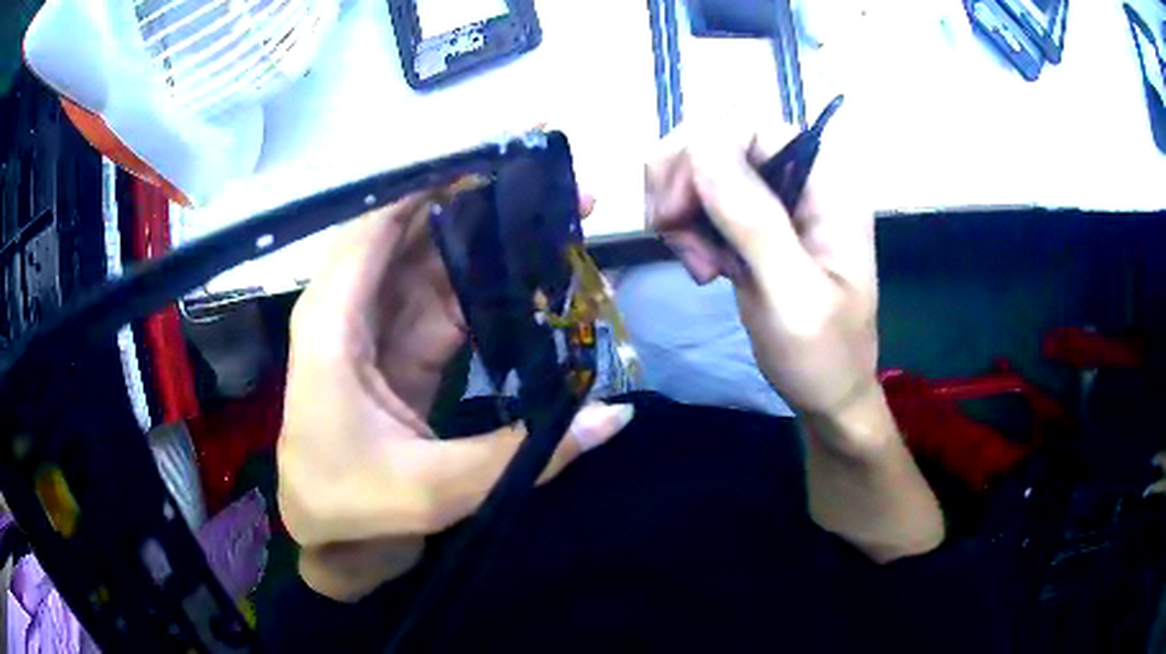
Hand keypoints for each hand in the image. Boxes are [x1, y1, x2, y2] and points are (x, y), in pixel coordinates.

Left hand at [278, 192, 632, 600]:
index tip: (502, 154)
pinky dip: (486, 287)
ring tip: (559, 217)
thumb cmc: (354, 510)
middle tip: (557, 184)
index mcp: (333, 323)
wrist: (334, 544)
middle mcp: (350, 310)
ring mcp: (377, 329)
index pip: (380, 224)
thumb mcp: (436, 488)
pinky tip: (532, 275)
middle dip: (483, 203)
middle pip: (415, 233)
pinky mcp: (401, 351)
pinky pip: (445, 303)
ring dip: (492, 240)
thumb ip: (527, 452)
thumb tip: (618, 416)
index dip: (437, 180)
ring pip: (435, 264)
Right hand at [647, 112, 943, 559]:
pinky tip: (703, 266)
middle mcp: (801, 174)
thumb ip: (755, 222)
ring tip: (699, 265)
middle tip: (677, 238)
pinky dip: (684, 225)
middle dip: (681, 181)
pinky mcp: (753, 218)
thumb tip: (699, 146)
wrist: (827, 393)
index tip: (679, 214)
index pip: (749, 123)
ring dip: (678, 207)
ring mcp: (775, 195)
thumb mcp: (794, 298)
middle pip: (716, 134)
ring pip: (698, 162)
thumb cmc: (823, 357)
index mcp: (828, 182)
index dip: (702, 154)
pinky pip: (698, 195)